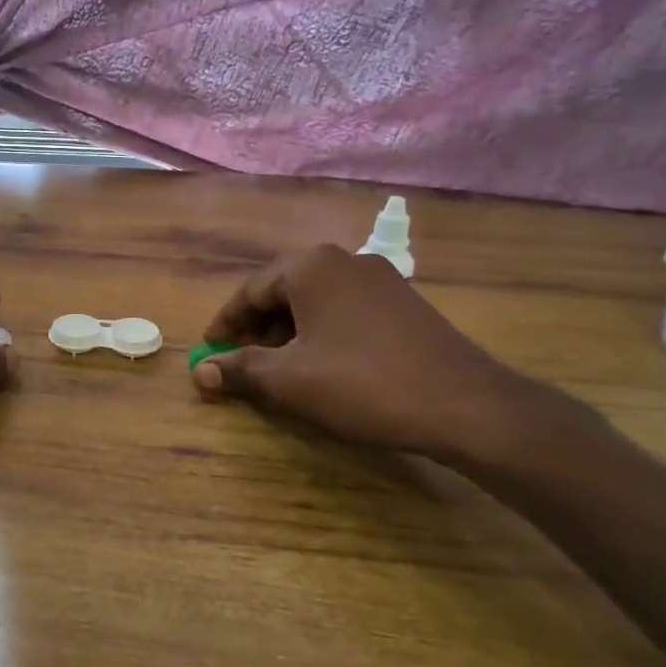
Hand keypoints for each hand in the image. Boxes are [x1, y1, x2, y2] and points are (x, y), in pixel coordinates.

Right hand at [192, 244, 546, 463]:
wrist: (464, 405)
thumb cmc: (362, 384)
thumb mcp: (289, 381)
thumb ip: (240, 370)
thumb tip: (201, 373)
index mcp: (311, 267)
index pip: (250, 289)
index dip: (226, 323)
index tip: (210, 351)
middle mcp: (345, 261)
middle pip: (283, 290)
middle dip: (257, 328)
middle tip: (243, 362)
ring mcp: (381, 279)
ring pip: (316, 301)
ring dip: (289, 332)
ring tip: (281, 369)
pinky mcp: (405, 303)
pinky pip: (345, 310)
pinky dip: (322, 333)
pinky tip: (324, 366)